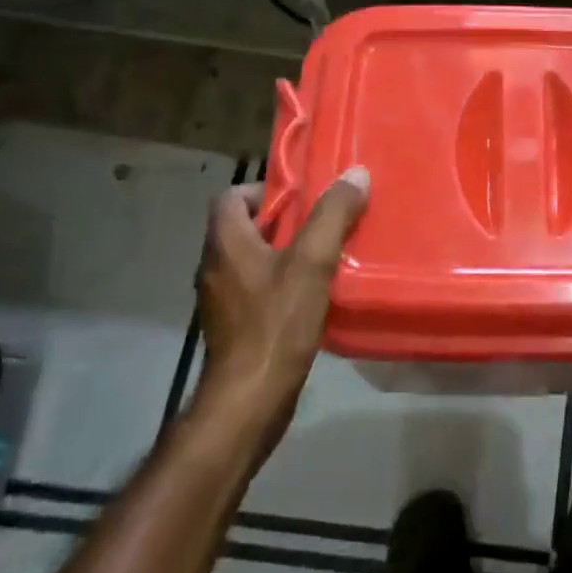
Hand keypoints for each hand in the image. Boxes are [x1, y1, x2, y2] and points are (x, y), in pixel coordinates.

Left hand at [191, 166, 369, 448]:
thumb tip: (355, 174)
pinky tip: (315, 295)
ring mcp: (223, 300)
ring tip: (327, 256)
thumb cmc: (277, 323)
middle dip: (285, 222)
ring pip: (254, 260)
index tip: (304, 198)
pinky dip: (283, 283)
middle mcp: (215, 266)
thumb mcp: (312, 261)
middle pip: (245, 227)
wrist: (250, 398)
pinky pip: (258, 289)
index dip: (266, 189)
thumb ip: (332, 215)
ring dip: (286, 253)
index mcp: (225, 243)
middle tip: (325, 223)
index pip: (232, 196)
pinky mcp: (235, 326)